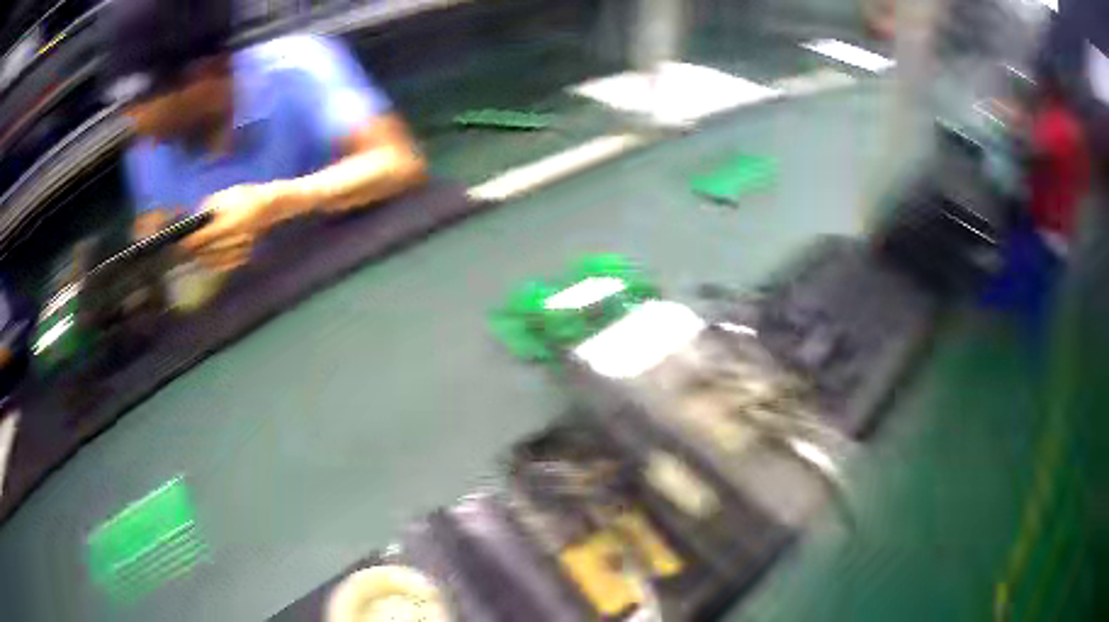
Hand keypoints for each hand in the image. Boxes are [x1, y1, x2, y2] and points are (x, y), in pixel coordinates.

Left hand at [182, 184, 283, 272]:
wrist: (272, 204)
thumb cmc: (248, 196)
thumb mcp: (226, 195)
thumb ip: (209, 206)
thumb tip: (196, 217)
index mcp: (224, 225)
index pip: (199, 239)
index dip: (187, 243)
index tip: (178, 244)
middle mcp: (230, 241)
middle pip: (205, 254)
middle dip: (193, 253)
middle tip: (184, 251)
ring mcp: (238, 250)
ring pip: (215, 262)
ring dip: (203, 261)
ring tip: (195, 257)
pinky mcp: (244, 254)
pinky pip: (226, 264)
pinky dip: (217, 264)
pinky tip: (211, 261)